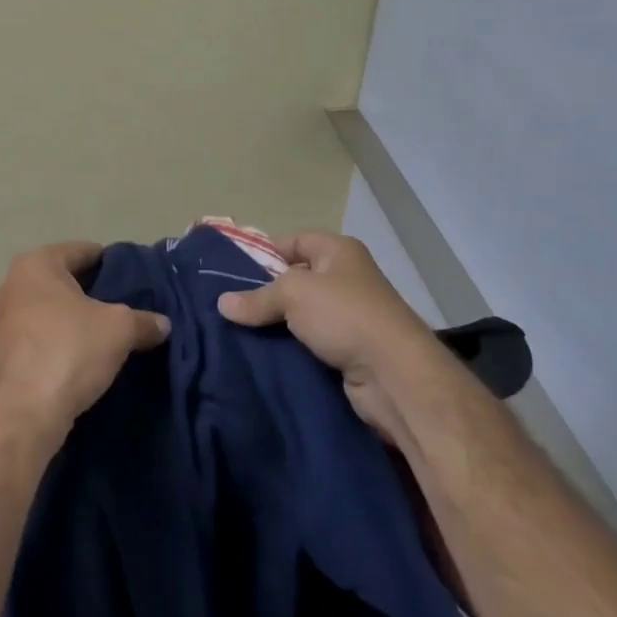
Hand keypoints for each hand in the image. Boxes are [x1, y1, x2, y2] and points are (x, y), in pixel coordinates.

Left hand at [0, 242, 169, 435]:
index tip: (131, 277)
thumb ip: (144, 320)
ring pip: (47, 307)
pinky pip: (37, 333)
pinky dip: (57, 338)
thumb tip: (163, 324)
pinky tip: (79, 353)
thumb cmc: (71, 350)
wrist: (26, 412)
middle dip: (90, 290)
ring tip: (103, 330)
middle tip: (121, 304)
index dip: (109, 262)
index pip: (81, 251)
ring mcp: (1, 317)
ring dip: (71, 316)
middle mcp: (12, 282)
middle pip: (61, 278)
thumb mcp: (120, 330)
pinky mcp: (0, 350)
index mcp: (37, 264)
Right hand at [216, 231, 433, 437]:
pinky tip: (263, 355)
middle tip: (230, 306)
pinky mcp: (350, 350)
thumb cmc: (345, 315)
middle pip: (297, 279)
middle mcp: (347, 278)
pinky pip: (311, 342)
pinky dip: (291, 348)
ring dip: (277, 325)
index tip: (234, 273)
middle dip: (266, 293)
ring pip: (302, 315)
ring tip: (238, 331)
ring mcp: (350, 316)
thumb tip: (222, 303)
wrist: (395, 375)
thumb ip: (257, 297)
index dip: (265, 253)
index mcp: (339, 251)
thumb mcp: (293, 294)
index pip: (294, 241)